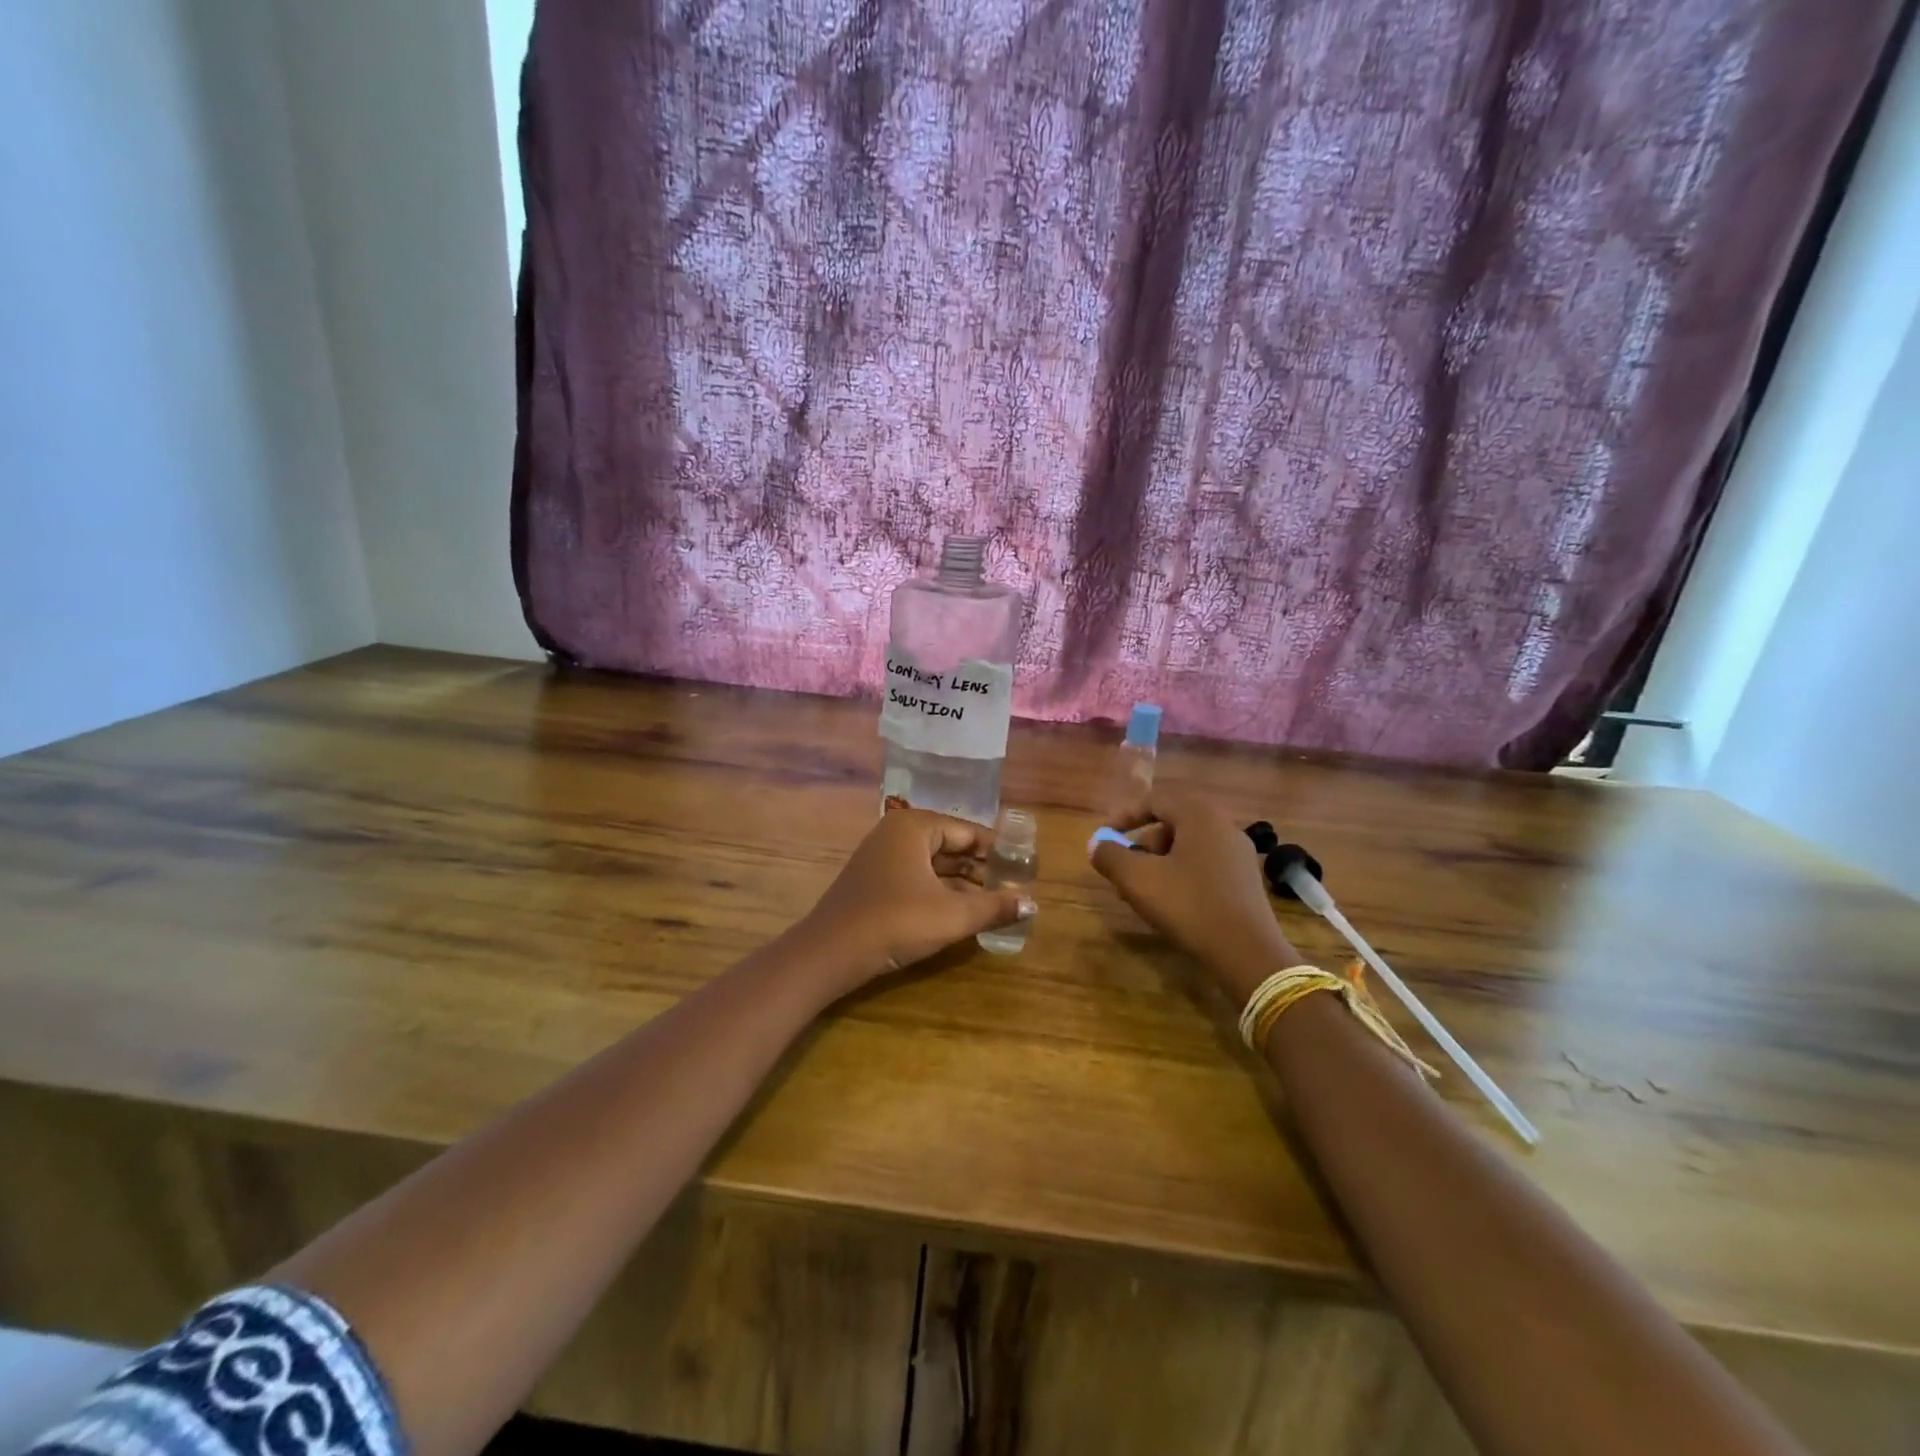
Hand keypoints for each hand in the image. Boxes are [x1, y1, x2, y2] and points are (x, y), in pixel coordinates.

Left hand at [796, 809, 1033, 988]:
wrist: (830, 954)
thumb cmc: (896, 922)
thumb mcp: (952, 916)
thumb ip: (994, 907)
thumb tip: (1033, 904)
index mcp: (915, 827)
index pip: (969, 832)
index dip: (1000, 851)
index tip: (1026, 869)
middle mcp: (897, 833)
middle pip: (952, 845)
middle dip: (983, 868)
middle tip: (1016, 888)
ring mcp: (882, 857)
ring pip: (934, 864)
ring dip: (964, 882)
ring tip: (997, 902)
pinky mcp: (875, 881)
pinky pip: (918, 877)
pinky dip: (941, 891)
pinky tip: (963, 911)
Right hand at [1090, 793, 1299, 1003]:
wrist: (1247, 953)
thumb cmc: (1189, 905)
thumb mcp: (1137, 880)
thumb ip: (1110, 856)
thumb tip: (1096, 845)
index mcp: (1200, 815)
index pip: (1155, 801)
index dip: (1124, 816)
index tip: (1104, 837)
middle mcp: (1224, 826)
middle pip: (1171, 824)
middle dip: (1141, 846)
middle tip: (1123, 871)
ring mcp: (1239, 854)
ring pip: (1187, 848)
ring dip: (1158, 864)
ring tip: (1142, 894)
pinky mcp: (1245, 881)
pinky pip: (1204, 866)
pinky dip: (1180, 876)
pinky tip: (1170, 904)